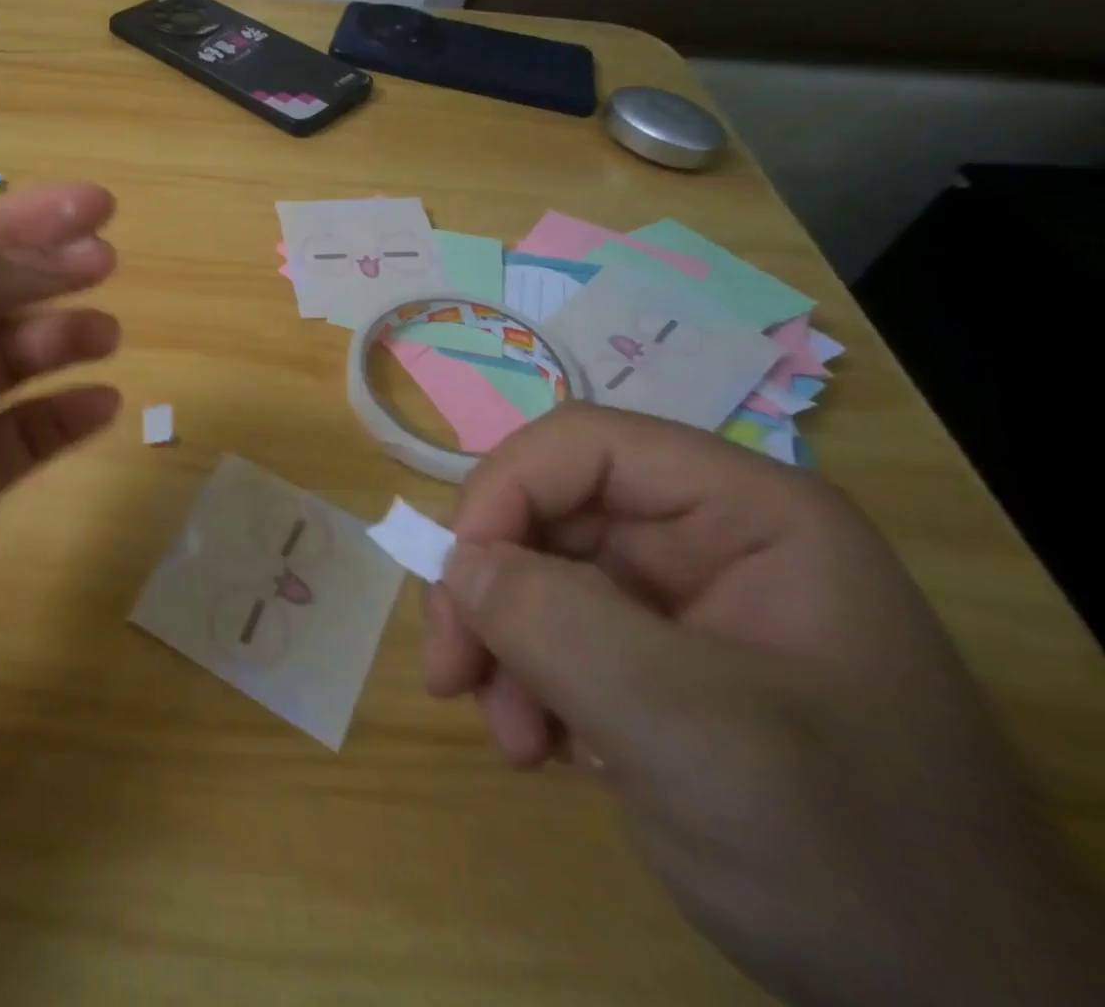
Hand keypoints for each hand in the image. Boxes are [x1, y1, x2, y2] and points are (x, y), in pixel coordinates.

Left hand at [0, 182, 121, 740]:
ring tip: (105, 333)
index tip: (95, 206)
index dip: (22, 216)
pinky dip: (67, 417)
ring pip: (13, 359)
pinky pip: (26, 440)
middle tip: (107, 260)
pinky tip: (102, 404)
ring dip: (63, 335)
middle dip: (49, 267)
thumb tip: (32, 259)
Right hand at [423, 405, 1104, 1006]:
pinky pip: (551, 631)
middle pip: (547, 512)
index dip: (504, 492)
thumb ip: (558, 626)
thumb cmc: (850, 856)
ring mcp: (678, 600)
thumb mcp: (694, 733)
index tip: (455, 579)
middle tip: (452, 673)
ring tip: (512, 739)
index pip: (585, 447)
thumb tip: (456, 563)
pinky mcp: (653, 657)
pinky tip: (543, 750)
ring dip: (500, 647)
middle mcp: (707, 538)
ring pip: (535, 573)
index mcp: (747, 514)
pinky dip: (523, 682)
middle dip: (489, 589)